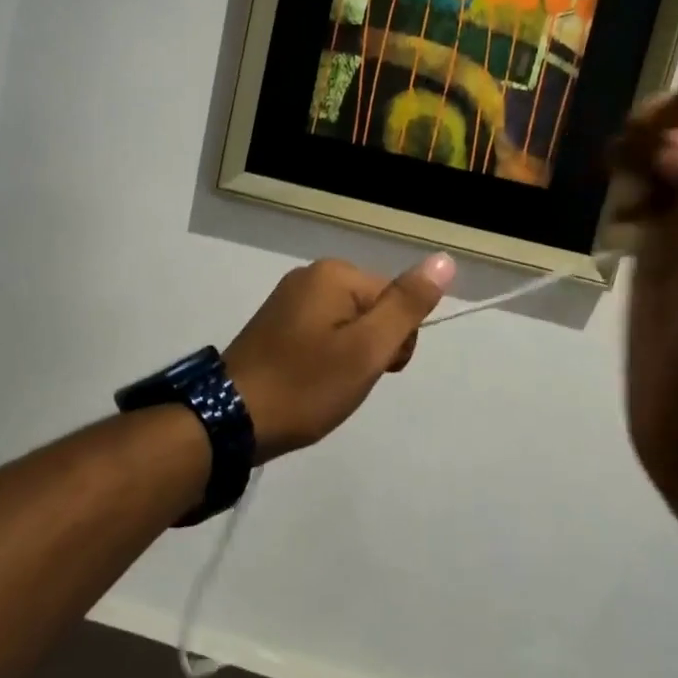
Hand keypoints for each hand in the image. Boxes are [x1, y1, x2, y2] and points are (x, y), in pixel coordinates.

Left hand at [223, 253, 455, 460]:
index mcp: (334, 274)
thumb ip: (407, 305)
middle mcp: (310, 276)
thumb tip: (445, 259)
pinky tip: (310, 382)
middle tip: (346, 380)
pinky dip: (326, 360)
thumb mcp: (367, 348)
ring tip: (327, 386)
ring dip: (350, 358)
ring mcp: (289, 300)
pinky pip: (322, 335)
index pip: (396, 300)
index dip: (395, 341)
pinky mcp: (275, 324)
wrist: (232, 418)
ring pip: (349, 326)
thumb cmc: (306, 384)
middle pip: (372, 309)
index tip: (374, 370)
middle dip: (372, 348)